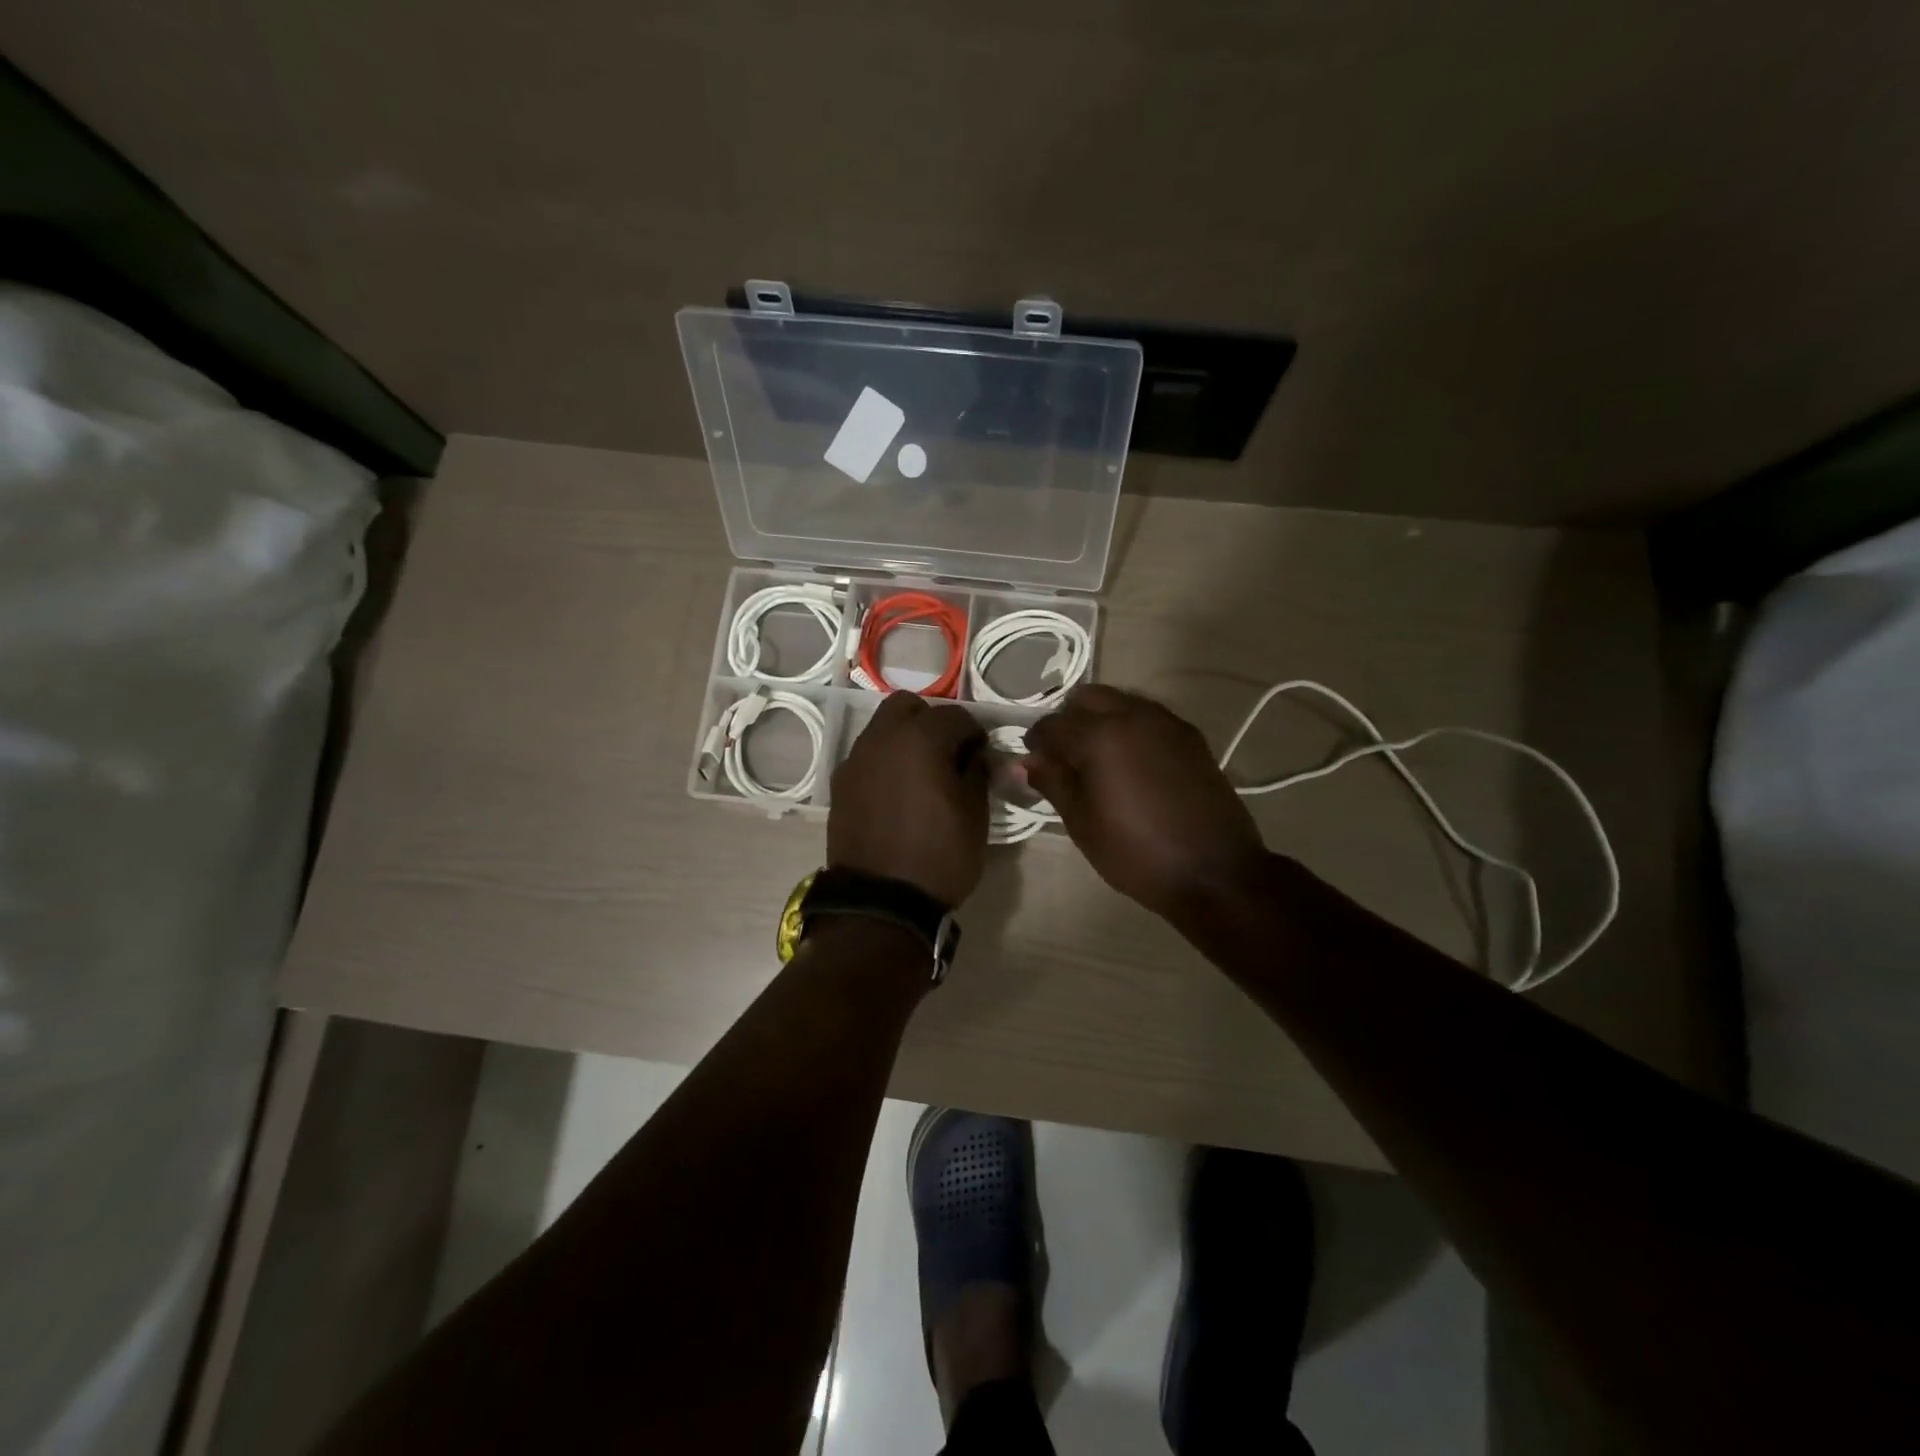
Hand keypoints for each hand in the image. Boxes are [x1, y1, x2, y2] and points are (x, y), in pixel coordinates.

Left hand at [829, 692, 988, 906]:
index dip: (975, 734)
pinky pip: (867, 757)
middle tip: (947, 755)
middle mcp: (882, 738)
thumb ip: (978, 773)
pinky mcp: (840, 784)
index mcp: (920, 738)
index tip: (982, 757)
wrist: (881, 902)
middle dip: (931, 722)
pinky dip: (884, 762)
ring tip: (921, 775)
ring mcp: (856, 760)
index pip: (956, 716)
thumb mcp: (975, 815)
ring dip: (904, 739)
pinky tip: (896, 794)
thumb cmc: (939, 855)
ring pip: (882, 728)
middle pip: (908, 706)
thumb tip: (977, 756)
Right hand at [1024, 686, 1268, 918]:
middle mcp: (1133, 715)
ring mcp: (1167, 722)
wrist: (1214, 872)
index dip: (1035, 743)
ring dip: (1101, 720)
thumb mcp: (1082, 823)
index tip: (1034, 764)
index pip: (1052, 725)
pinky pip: (1149, 717)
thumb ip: (1052, 782)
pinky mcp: (1191, 737)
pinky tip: (1131, 764)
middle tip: (1065, 757)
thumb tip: (1024, 762)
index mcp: (1100, 735)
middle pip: (1088, 698)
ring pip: (1121, 702)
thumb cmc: (1136, 853)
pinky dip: (1130, 728)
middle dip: (1069, 720)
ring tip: (1098, 760)